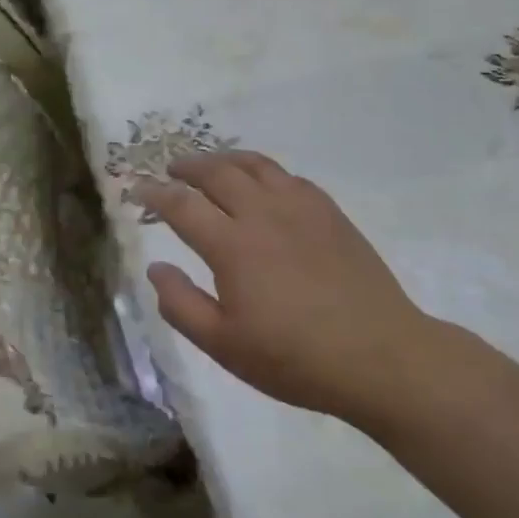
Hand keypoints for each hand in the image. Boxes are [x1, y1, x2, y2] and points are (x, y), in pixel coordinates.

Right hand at [133, 151, 432, 428]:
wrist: (380, 355)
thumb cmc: (295, 358)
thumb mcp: (225, 345)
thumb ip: (181, 305)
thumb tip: (155, 267)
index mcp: (232, 245)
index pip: (182, 205)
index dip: (155, 194)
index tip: (138, 189)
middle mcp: (262, 213)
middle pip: (217, 172)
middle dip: (188, 166)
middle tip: (172, 169)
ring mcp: (300, 207)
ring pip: (255, 165)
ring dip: (225, 159)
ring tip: (212, 164)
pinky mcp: (329, 212)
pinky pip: (288, 176)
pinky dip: (264, 172)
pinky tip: (263, 185)